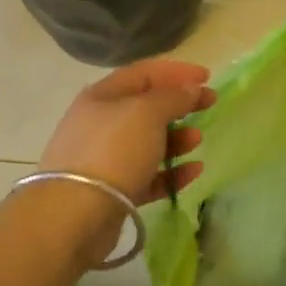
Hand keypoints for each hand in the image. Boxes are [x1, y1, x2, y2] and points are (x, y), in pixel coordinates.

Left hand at [40, 59, 214, 206]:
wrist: (76, 213)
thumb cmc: (113, 150)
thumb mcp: (147, 113)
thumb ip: (173, 97)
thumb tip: (190, 88)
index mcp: (103, 96)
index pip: (143, 74)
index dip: (176, 71)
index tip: (207, 77)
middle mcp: (101, 124)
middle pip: (146, 108)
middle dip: (179, 105)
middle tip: (209, 105)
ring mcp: (105, 159)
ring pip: (148, 143)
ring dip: (177, 138)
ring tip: (197, 140)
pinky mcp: (114, 191)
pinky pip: (149, 176)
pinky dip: (172, 172)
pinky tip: (194, 171)